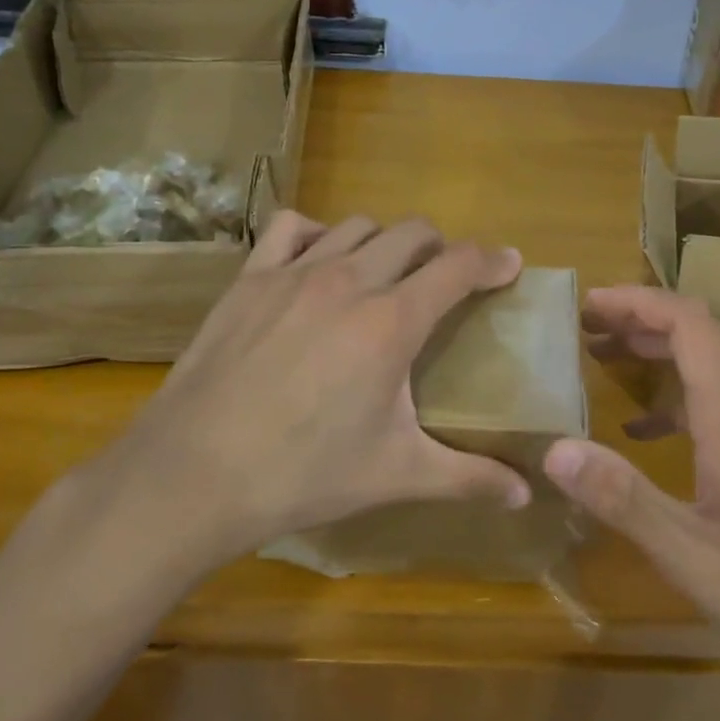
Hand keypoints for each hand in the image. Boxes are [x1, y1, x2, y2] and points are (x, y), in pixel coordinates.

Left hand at [90, 211, 532, 577]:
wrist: (195, 475)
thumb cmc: (304, 473)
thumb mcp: (396, 475)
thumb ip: (468, 477)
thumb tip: (524, 495)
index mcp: (392, 322)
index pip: (457, 267)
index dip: (492, 261)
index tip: (510, 265)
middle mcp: (349, 281)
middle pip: (413, 233)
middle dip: (441, 248)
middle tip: (445, 279)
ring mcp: (294, 273)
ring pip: (358, 225)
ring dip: (384, 241)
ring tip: (386, 273)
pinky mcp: (250, 279)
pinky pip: (291, 227)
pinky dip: (317, 234)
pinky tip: (319, 262)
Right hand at [543, 285, 719, 701]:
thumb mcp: (692, 558)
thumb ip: (623, 499)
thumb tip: (554, 449)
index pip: (689, 323)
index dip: (638, 302)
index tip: (589, 302)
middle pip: (700, 335)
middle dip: (640, 320)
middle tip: (585, 327)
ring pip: (712, 366)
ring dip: (659, 353)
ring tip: (605, 361)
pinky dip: (677, 398)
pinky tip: (645, 434)